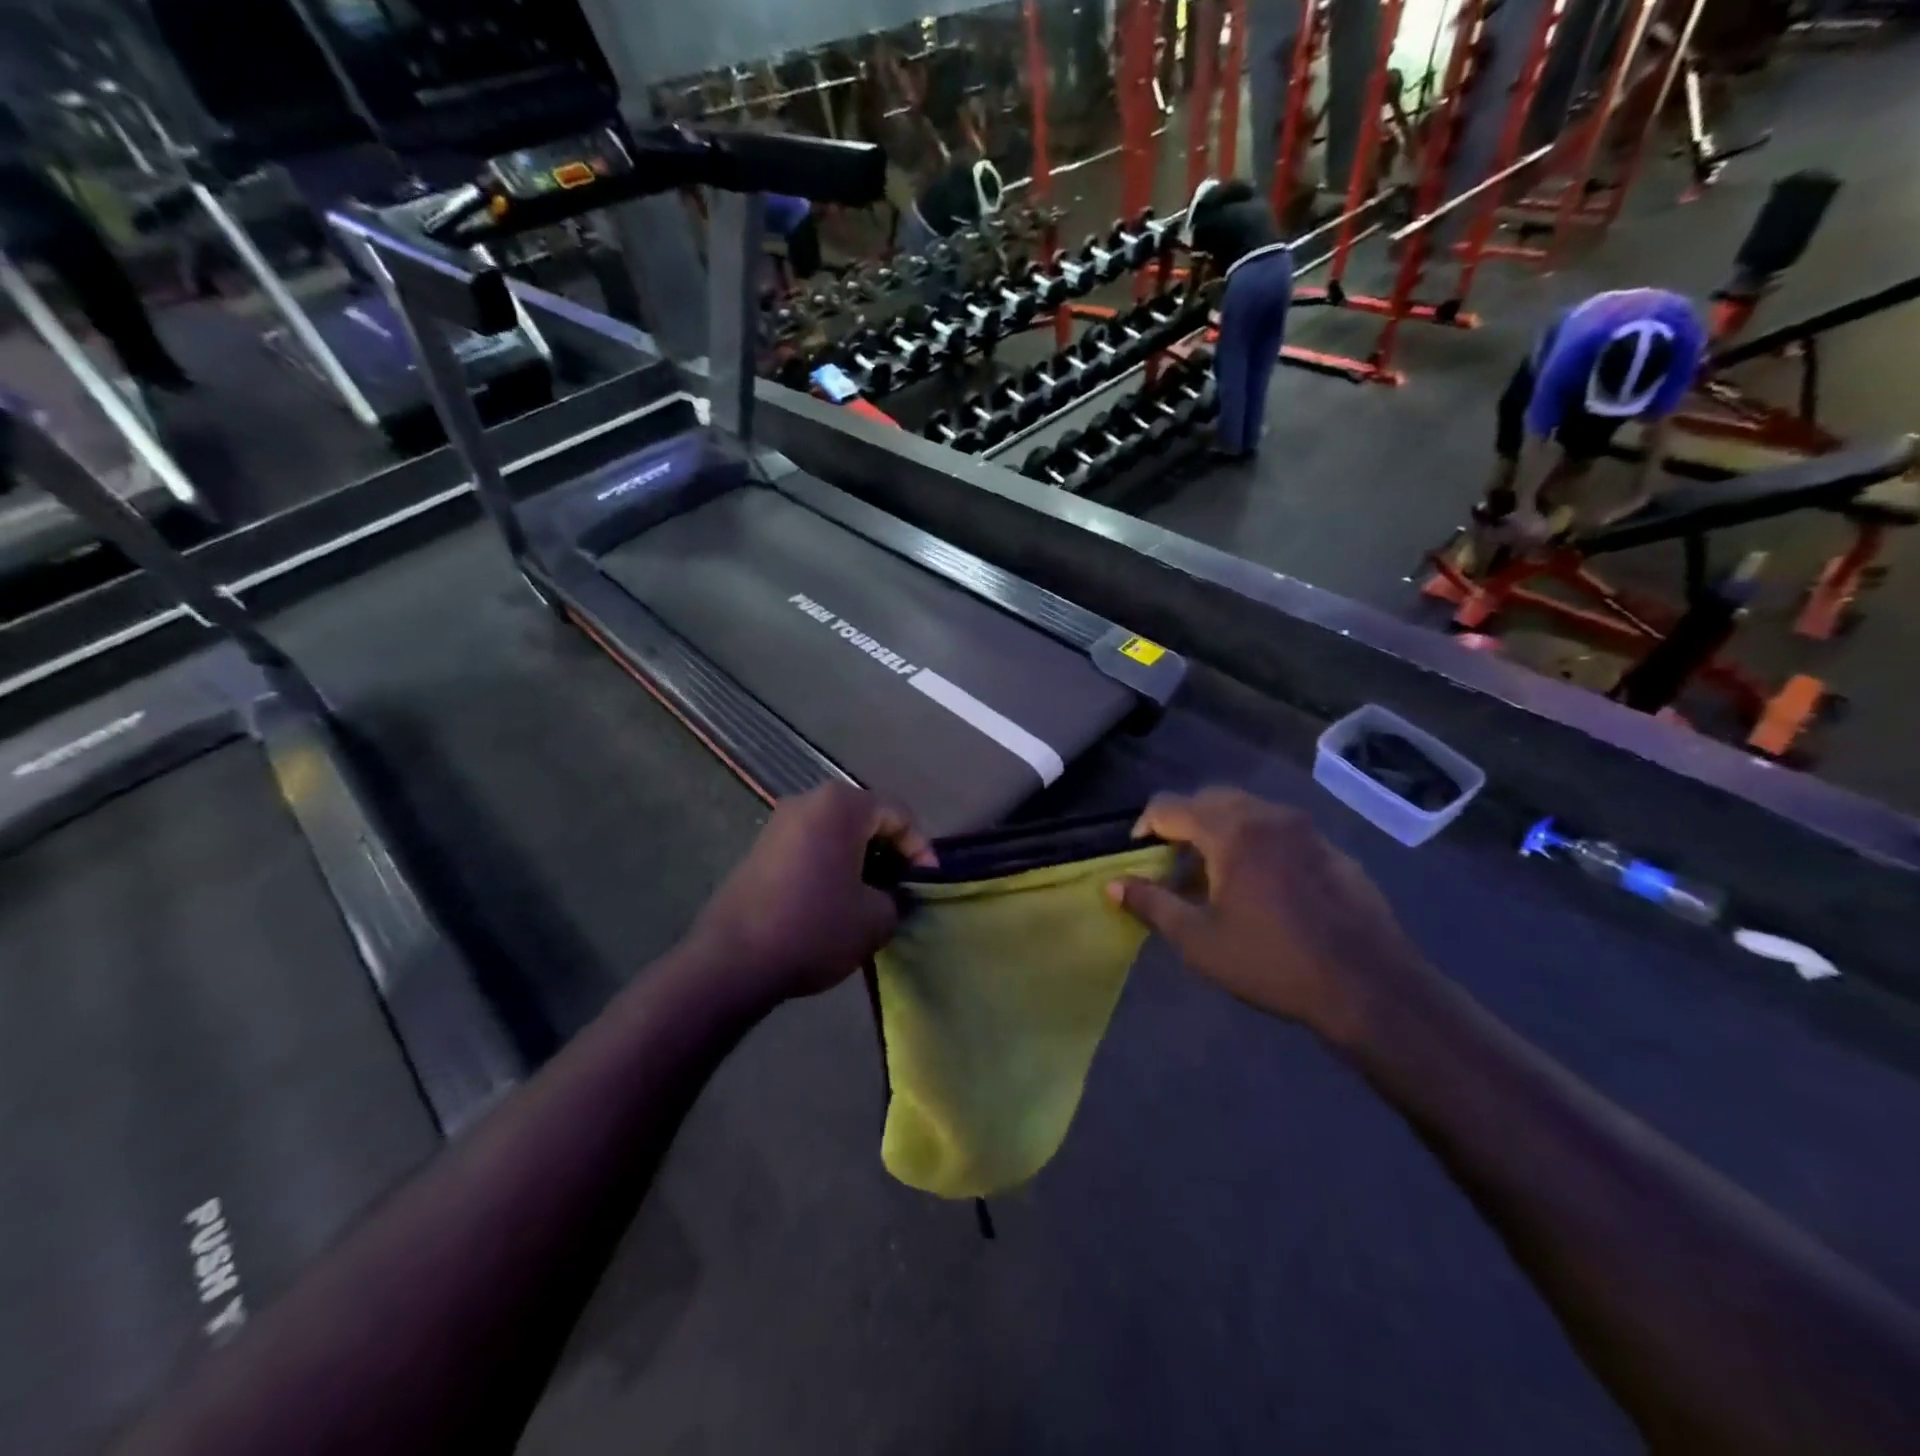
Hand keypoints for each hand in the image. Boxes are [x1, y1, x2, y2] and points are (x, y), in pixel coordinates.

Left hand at [689, 783, 934, 1007]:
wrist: (731, 961)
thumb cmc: (814, 928)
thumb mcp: (876, 919)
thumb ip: (897, 898)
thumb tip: (890, 896)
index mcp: (842, 805)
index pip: (898, 814)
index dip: (920, 849)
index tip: (927, 885)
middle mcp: (809, 801)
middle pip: (866, 817)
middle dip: (890, 851)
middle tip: (903, 887)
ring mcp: (779, 823)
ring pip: (837, 832)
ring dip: (860, 858)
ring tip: (872, 896)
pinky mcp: (760, 848)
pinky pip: (811, 845)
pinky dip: (832, 864)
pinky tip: (836, 899)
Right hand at [1107, 789, 1431, 1043]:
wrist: (1369, 985)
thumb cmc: (1272, 962)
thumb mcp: (1199, 940)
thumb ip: (1151, 904)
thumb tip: (1112, 884)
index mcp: (1230, 831)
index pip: (1170, 806)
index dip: (1145, 826)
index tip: (1138, 855)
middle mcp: (1267, 816)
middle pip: (1210, 799)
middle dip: (1183, 823)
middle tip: (1174, 863)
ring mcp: (1305, 829)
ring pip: (1247, 810)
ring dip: (1220, 829)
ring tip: (1215, 874)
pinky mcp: (1331, 848)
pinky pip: (1279, 829)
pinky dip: (1256, 841)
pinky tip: (1262, 885)